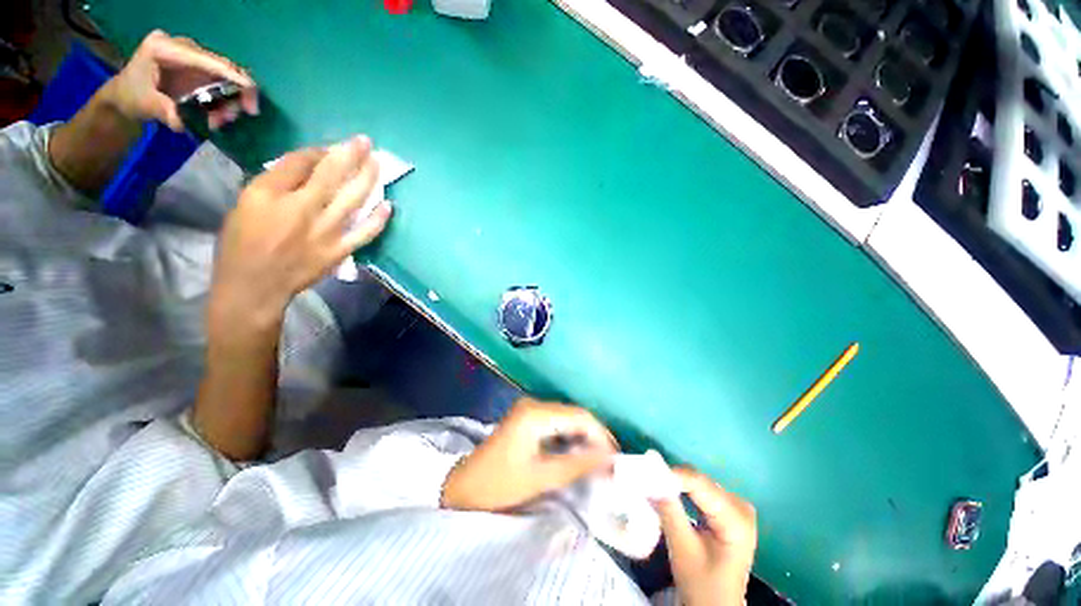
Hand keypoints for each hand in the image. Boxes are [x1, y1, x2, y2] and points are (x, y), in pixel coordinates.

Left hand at [100, 29, 257, 130]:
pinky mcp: (199, 68)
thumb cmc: (130, 98)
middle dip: (234, 94)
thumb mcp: (144, 104)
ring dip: (230, 101)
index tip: (250, 100)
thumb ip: (163, 110)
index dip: (233, 78)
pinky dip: (226, 100)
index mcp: (165, 48)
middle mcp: (183, 47)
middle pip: (222, 66)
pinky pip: (223, 81)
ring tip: (219, 121)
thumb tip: (181, 122)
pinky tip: (218, 115)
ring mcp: (193, 56)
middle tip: (230, 119)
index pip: (207, 60)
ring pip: (226, 76)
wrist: (125, 96)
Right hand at [210, 136, 389, 329]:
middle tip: (366, 142)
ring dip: (368, 179)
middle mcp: (301, 209)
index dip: (320, 152)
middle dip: (351, 154)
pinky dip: (379, 219)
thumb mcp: (245, 204)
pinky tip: (389, 205)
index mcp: (269, 194)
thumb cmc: (241, 244)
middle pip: (332, 175)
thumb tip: (308, 168)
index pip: (301, 163)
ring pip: (353, 199)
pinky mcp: (339, 250)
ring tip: (378, 164)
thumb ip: (276, 183)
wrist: (255, 286)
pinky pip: (365, 233)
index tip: (332, 148)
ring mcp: (325, 231)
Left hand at [441, 398, 618, 511]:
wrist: (463, 487)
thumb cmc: (498, 485)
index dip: (601, 434)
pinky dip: (570, 437)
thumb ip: (576, 465)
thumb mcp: (540, 478)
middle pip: (574, 414)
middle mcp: (533, 404)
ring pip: (567, 418)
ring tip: (598, 460)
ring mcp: (529, 409)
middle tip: (610, 462)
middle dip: (594, 436)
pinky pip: (556, 422)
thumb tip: (608, 458)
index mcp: (535, 414)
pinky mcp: (527, 417)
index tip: (616, 457)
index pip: (579, 416)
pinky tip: (577, 453)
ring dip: (583, 437)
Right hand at [655, 469, 756, 605]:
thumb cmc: (702, 585)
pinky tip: (669, 493)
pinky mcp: (729, 511)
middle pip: (700, 481)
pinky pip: (702, 491)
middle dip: (671, 479)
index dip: (671, 475)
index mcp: (737, 520)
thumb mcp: (683, 550)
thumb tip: (648, 480)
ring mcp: (737, 508)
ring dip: (675, 484)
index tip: (645, 473)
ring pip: (699, 483)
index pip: (700, 484)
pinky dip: (683, 490)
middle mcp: (741, 506)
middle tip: (645, 480)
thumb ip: (668, 512)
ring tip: (653, 485)